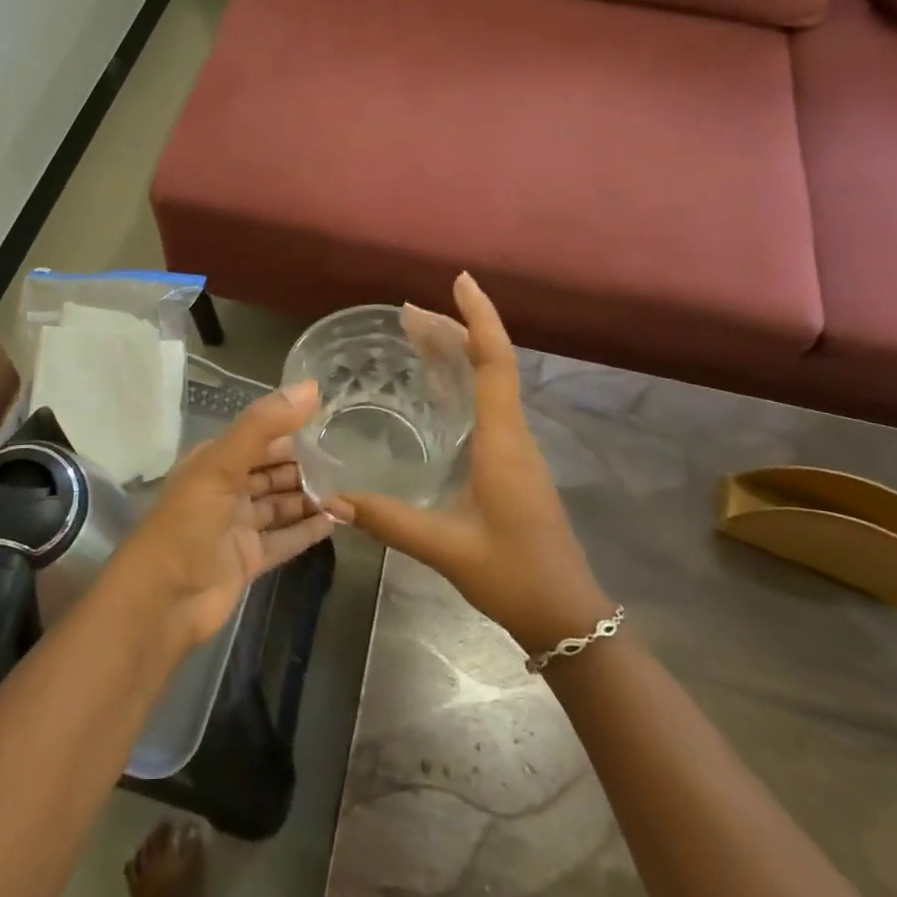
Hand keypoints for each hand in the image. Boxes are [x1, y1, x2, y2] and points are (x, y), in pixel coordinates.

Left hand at [111, 381, 345, 650]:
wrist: (162, 600)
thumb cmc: (188, 523)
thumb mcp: (222, 465)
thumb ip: (264, 425)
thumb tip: (311, 387)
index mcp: (213, 462)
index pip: (259, 439)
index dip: (292, 432)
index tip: (331, 425)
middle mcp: (225, 490)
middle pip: (272, 472)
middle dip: (305, 467)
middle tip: (348, 462)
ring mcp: (236, 527)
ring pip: (279, 505)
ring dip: (309, 498)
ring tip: (348, 491)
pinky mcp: (248, 560)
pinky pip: (284, 540)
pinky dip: (306, 531)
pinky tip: (335, 523)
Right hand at [343, 273, 611, 652]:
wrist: (565, 615)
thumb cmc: (513, 575)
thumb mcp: (446, 548)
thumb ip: (388, 520)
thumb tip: (331, 499)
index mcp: (503, 441)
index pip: (496, 362)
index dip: (478, 318)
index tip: (459, 282)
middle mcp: (513, 435)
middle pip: (490, 364)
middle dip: (454, 330)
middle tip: (408, 312)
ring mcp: (515, 450)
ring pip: (490, 384)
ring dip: (457, 355)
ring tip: (416, 336)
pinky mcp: (511, 466)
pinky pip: (486, 407)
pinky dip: (461, 384)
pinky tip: (434, 391)